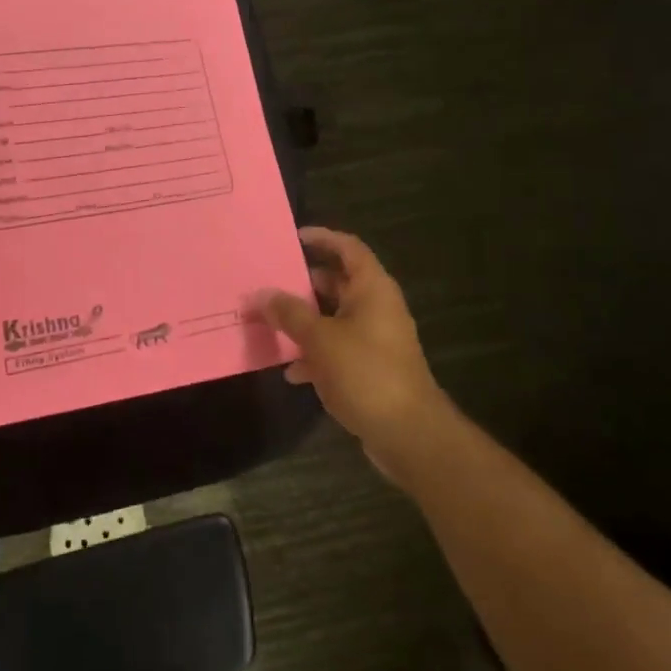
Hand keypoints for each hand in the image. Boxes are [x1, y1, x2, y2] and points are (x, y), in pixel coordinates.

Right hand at [261, 227, 450, 473]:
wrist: (408, 433)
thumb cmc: (366, 372)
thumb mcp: (320, 339)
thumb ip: (289, 314)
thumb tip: (262, 294)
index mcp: (372, 289)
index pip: (348, 248)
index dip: (323, 238)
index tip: (293, 237)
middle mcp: (377, 308)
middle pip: (338, 283)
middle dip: (304, 282)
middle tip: (270, 280)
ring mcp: (375, 340)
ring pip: (334, 318)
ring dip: (305, 320)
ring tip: (270, 321)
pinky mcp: (371, 369)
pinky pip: (338, 350)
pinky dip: (315, 354)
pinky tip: (290, 370)